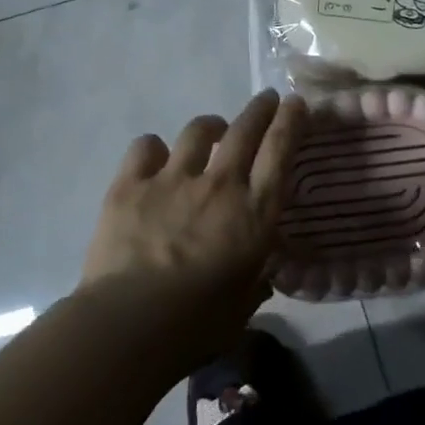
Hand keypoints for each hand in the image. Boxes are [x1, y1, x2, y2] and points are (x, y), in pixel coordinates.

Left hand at [80, 89, 306, 373]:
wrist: (129, 324)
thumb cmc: (197, 324)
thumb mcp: (243, 304)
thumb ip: (255, 281)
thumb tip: (261, 275)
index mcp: (254, 213)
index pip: (280, 151)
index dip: (291, 121)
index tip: (295, 102)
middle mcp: (219, 184)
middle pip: (245, 129)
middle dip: (259, 109)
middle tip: (265, 100)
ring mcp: (173, 179)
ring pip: (197, 130)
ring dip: (210, 126)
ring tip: (210, 132)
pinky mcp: (131, 184)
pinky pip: (146, 146)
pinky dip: (155, 148)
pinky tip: (155, 158)